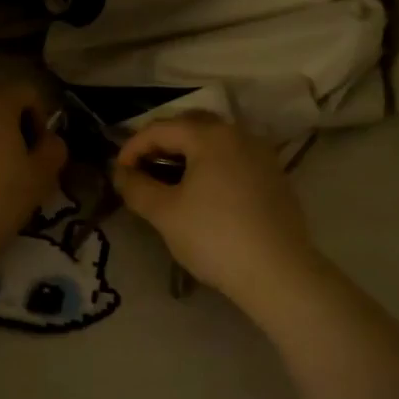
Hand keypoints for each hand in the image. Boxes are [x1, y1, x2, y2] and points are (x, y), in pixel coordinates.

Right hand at [113, 114, 316, 304]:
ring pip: (214, 140)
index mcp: (210, 136)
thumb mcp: (165, 213)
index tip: (118, 173)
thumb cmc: (215, 238)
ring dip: (187, 153)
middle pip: (190, 125)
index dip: (132, 147)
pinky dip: (211, 164)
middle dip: (161, 143)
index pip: (160, 129)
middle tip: (142, 170)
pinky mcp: (274, 175)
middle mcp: (238, 134)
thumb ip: (136, 187)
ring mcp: (261, 154)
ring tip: (168, 181)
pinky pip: (233, 157)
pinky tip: (202, 192)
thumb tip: (121, 173)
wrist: (279, 273)